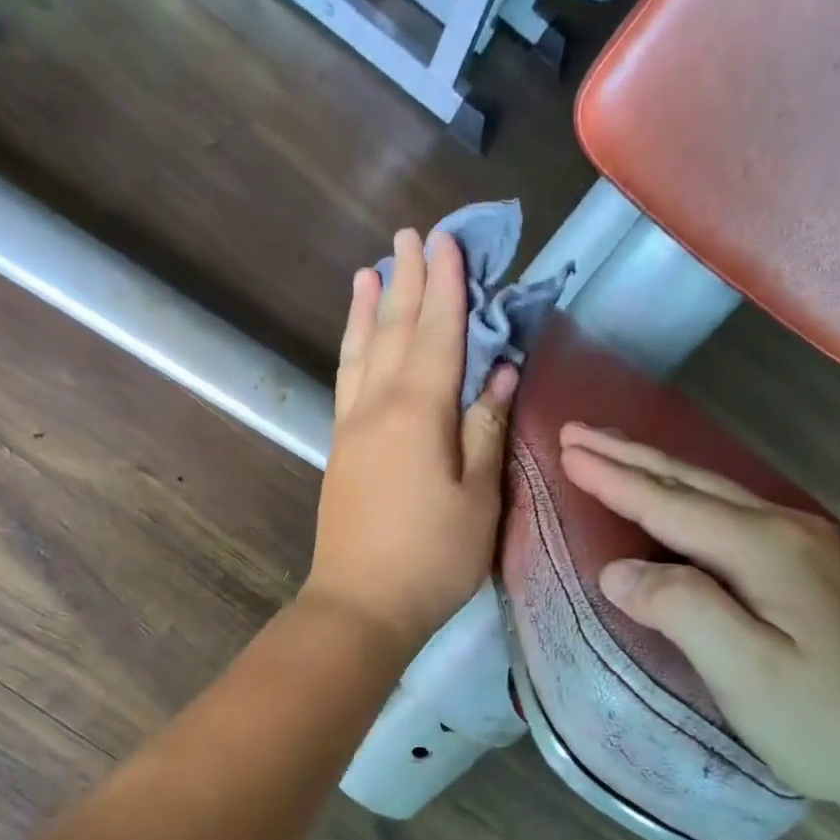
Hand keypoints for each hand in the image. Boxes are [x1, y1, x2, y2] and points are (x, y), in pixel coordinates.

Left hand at [303, 228, 518, 656]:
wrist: (360, 605)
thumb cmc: (431, 558)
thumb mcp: (478, 498)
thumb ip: (485, 429)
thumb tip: (500, 372)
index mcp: (418, 413)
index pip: (438, 334)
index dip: (447, 287)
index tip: (449, 241)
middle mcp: (377, 407)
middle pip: (395, 331)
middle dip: (407, 281)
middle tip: (411, 235)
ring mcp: (351, 429)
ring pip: (360, 353)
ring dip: (369, 309)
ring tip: (370, 271)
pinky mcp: (339, 452)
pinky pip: (345, 382)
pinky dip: (352, 351)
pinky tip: (356, 343)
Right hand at [559, 423, 839, 811]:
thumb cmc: (818, 719)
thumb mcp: (743, 670)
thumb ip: (679, 608)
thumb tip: (616, 570)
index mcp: (769, 549)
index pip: (672, 504)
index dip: (615, 478)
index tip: (566, 449)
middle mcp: (790, 529)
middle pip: (693, 482)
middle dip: (629, 455)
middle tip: (575, 431)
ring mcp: (806, 543)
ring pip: (714, 492)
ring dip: (655, 469)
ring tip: (609, 451)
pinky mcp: (809, 564)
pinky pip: (730, 513)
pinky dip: (684, 496)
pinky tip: (671, 496)